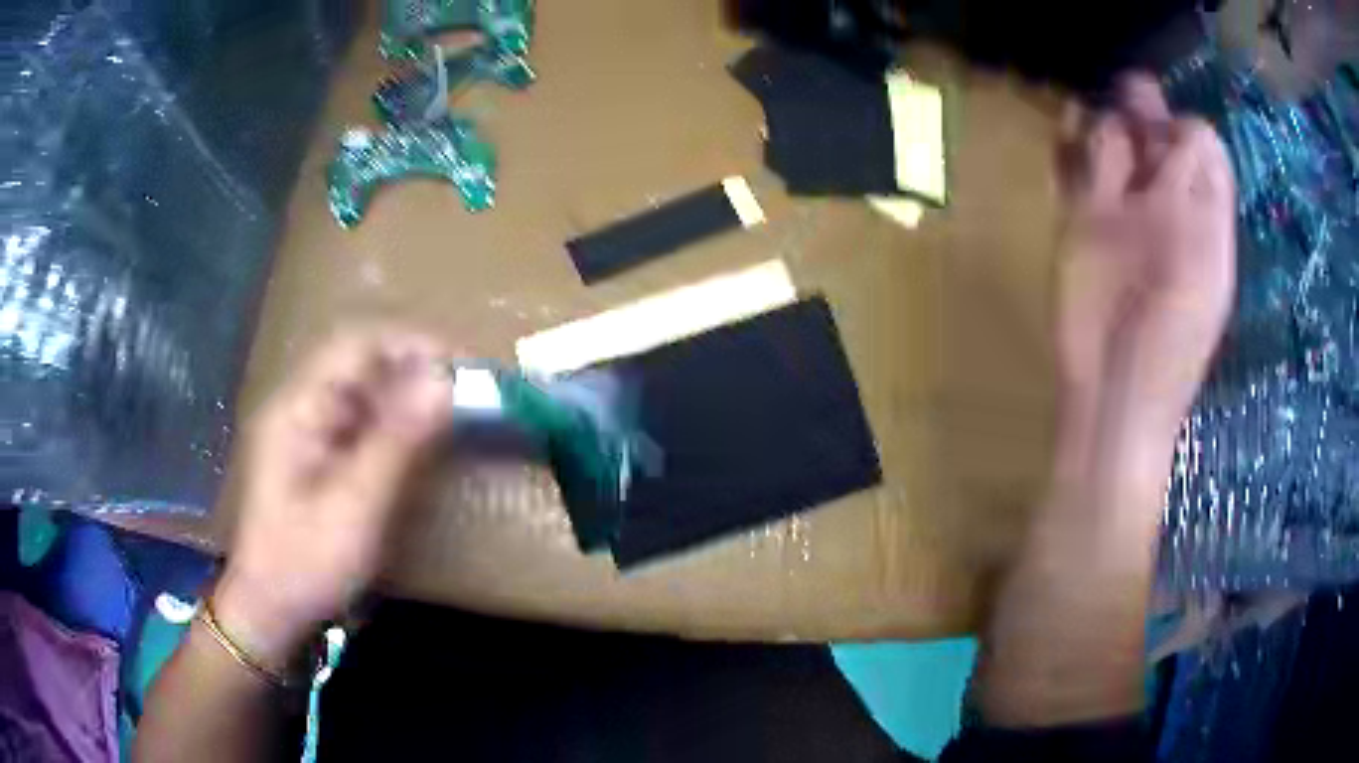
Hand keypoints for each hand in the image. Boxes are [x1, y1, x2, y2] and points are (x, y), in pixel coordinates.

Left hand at [215, 327, 451, 665]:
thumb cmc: (307, 563)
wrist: (270, 612)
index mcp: (299, 407)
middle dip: (415, 370)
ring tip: (454, 415)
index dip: (412, 345)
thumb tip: (443, 382)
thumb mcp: (355, 505)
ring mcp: (306, 433)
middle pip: (361, 365)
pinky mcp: (316, 459)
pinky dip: (395, 427)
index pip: (357, 345)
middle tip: (468, 394)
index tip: (464, 366)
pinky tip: (419, 446)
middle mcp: (301, 407)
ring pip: (363, 395)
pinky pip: (360, 426)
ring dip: (407, 398)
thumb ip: (397, 441)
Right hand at [1055, 75, 1235, 445]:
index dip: (1182, 129)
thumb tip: (1192, 131)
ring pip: (1112, 139)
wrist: (1114, 397)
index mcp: (1202, 218)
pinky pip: (1075, 165)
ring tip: (1092, 119)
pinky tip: (1070, 130)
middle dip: (1140, 110)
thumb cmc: (1171, 347)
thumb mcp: (1205, 271)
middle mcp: (1164, 205)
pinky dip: (1070, 143)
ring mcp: (1121, 211)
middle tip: (1127, 110)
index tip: (1164, 137)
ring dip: (1104, 120)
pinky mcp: (1080, 223)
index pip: (1200, 146)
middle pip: (1154, 133)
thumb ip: (1204, 204)